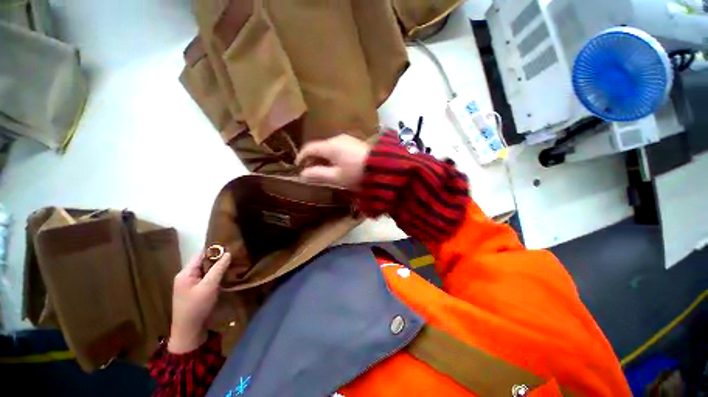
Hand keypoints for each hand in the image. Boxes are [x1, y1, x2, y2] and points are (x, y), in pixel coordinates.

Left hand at [168, 251, 230, 353]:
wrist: (188, 331)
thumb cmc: (197, 306)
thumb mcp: (209, 286)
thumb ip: (218, 268)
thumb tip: (228, 253)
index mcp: (185, 273)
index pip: (200, 255)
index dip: (214, 250)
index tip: (230, 246)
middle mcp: (185, 276)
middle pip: (202, 262)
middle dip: (217, 259)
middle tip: (234, 255)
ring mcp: (189, 284)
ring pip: (205, 270)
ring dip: (217, 268)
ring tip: (232, 264)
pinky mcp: (194, 291)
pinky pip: (205, 278)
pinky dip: (214, 275)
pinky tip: (224, 276)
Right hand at [295, 134, 369, 189]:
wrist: (383, 168)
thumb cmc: (357, 173)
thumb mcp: (336, 177)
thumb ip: (318, 174)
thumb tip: (302, 174)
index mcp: (330, 146)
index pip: (309, 148)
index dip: (301, 157)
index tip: (297, 167)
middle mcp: (337, 139)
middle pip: (319, 147)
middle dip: (312, 158)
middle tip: (310, 171)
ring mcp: (347, 139)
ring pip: (329, 147)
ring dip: (323, 157)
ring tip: (322, 170)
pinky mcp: (355, 143)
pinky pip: (338, 148)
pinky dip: (332, 156)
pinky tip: (336, 165)